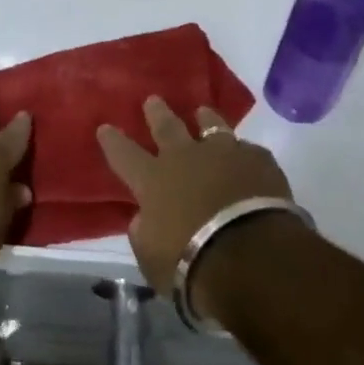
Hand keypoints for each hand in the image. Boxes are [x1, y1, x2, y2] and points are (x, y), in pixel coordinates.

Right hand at [96, 97, 293, 305]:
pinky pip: (248, 150)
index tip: (105, 127)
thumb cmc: (191, 265)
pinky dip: (243, 154)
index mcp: (153, 180)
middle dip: (157, 113)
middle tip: (153, 100)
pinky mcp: (258, 161)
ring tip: (203, 112)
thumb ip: (144, 231)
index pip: (124, 154)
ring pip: (211, 126)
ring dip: (205, 119)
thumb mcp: (151, 257)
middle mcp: (185, 158)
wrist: (252, 257)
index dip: (113, 141)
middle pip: (166, 127)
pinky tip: (247, 157)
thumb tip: (145, 217)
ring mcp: (224, 154)